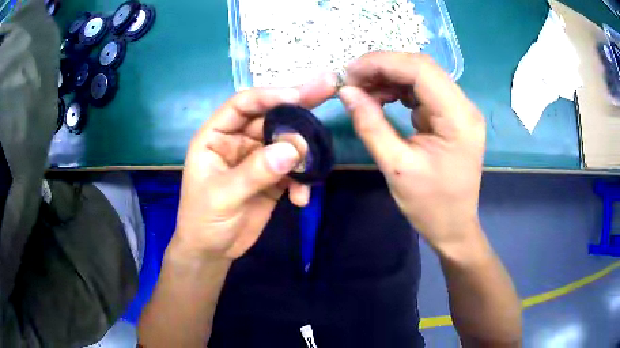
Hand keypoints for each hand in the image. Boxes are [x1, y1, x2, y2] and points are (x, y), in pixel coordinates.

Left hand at [174, 75, 336, 259]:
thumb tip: (293, 148)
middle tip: (328, 90)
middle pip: (271, 118)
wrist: (213, 251)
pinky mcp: (273, 178)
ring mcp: (257, 159)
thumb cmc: (203, 220)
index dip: (269, 96)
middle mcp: (238, 141)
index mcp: (217, 136)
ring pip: (286, 143)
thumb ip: (256, 171)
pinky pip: (293, 170)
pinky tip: (301, 199)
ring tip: (311, 167)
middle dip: (298, 111)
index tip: (299, 96)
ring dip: (303, 152)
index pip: (243, 105)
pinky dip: (301, 181)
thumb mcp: (223, 196)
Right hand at [338, 52, 485, 251]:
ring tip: (361, 90)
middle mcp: (464, 107)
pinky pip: (423, 91)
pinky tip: (380, 98)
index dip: (382, 63)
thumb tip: (346, 92)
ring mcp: (460, 110)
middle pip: (422, 68)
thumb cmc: (430, 205)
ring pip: (421, 76)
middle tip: (351, 80)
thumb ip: (370, 125)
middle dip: (383, 67)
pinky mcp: (452, 116)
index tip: (349, 73)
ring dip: (389, 77)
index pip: (421, 70)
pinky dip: (398, 89)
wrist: (454, 226)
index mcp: (458, 119)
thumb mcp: (396, 168)